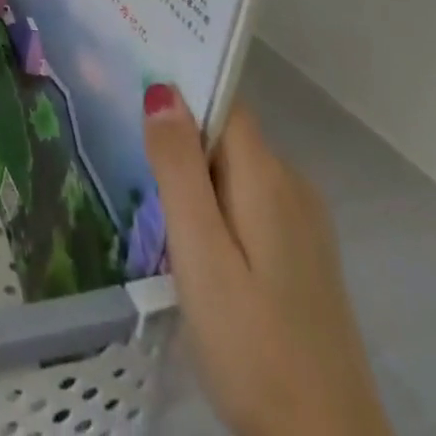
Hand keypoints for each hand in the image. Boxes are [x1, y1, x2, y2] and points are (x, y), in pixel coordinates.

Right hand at [144, 88, 391, 435]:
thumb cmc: (253, 347)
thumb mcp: (201, 254)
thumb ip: (179, 168)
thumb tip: (162, 89)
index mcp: (268, 177)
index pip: (221, 103)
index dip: (180, 93)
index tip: (132, 98)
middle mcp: (293, 187)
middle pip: (226, 136)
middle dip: (180, 141)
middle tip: (130, 161)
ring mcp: (304, 227)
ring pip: (236, 173)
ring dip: (196, 178)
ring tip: (152, 204)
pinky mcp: (304, 262)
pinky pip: (250, 205)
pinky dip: (217, 208)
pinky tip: (192, 244)